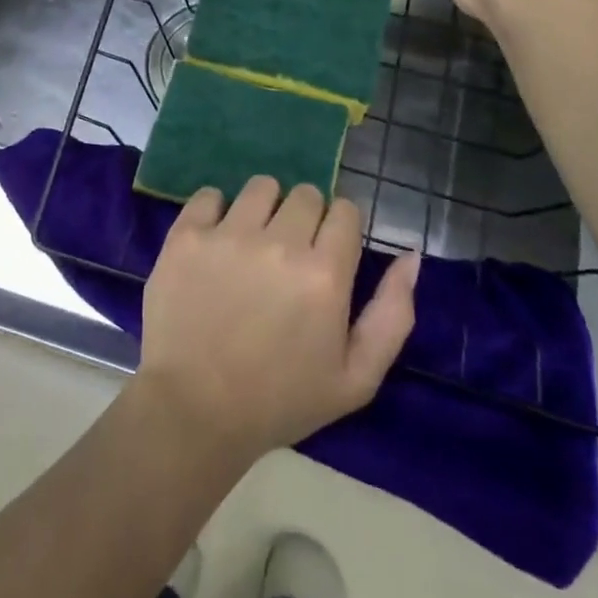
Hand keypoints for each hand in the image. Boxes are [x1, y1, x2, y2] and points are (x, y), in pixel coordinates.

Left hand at [133, 177, 418, 466]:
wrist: (195, 410)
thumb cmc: (281, 400)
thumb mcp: (357, 378)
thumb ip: (392, 313)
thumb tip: (410, 255)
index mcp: (324, 274)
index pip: (345, 210)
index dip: (340, 228)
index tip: (327, 252)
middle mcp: (279, 242)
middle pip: (305, 194)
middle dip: (305, 218)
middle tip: (289, 254)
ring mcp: (228, 234)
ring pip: (261, 186)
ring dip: (264, 208)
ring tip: (253, 243)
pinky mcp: (187, 235)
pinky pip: (209, 194)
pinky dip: (216, 211)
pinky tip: (216, 242)